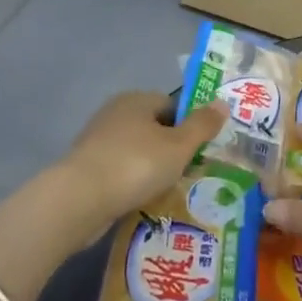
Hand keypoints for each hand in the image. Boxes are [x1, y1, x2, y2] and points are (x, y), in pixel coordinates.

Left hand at [59, 90, 224, 223]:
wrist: (78, 200)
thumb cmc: (135, 165)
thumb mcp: (178, 146)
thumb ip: (202, 125)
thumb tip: (223, 103)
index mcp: (137, 99)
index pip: (172, 105)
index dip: (189, 126)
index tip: (200, 152)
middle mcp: (115, 113)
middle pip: (154, 128)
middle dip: (171, 150)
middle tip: (188, 174)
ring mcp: (97, 140)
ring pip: (136, 151)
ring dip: (151, 169)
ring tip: (167, 192)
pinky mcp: (86, 167)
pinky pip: (119, 171)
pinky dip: (131, 183)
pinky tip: (141, 201)